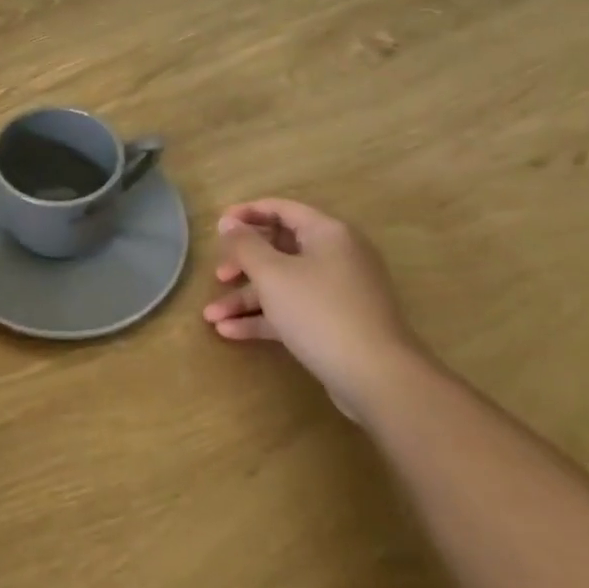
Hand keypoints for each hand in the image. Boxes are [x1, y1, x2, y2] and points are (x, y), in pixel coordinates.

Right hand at [202, 198, 428, 421]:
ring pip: (282, 284)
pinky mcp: (335, 323)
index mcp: (327, 234)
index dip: (247, 213)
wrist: (377, 378)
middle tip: (218, 275)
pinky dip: (263, 318)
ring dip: (246, 298)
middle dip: (243, 263)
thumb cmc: (320, 311)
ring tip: (211, 317)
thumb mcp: (272, 274)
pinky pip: (292, 311)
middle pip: (279, 249)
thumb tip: (228, 222)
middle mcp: (336, 257)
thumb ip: (245, 245)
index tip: (218, 226)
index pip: (282, 209)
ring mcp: (337, 292)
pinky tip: (230, 332)